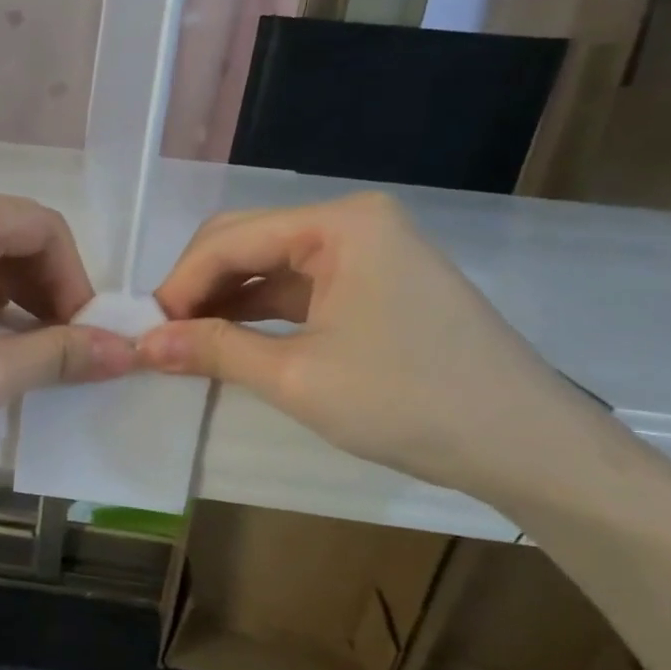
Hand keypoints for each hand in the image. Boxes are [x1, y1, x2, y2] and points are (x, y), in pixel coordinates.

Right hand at [137, 193, 596, 499]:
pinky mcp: (374, 283)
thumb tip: (142, 343)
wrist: (527, 447)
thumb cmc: (411, 403)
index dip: (179, 284)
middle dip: (198, 287)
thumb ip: (213, 350)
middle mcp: (352, 223)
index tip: (143, 331)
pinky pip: (297, 287)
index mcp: (339, 225)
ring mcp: (367, 251)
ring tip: (184, 344)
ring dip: (223, 302)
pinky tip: (228, 341)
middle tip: (161, 337)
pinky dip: (258, 313)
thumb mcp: (297, 377)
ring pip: (268, 266)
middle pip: (246, 242)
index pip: (230, 240)